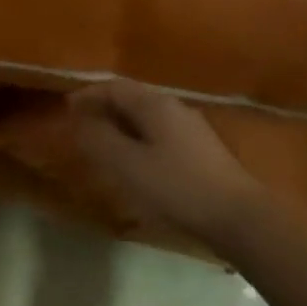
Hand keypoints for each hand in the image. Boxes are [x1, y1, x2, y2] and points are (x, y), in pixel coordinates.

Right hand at [66, 81, 261, 241]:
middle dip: (103, 109)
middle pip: (132, 99)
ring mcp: (191, 129)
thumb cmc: (177, 187)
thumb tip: (78, 119)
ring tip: (102, 145)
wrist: (238, 218)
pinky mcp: (201, 151)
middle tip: (81, 126)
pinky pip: (159, 134)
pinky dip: (138, 140)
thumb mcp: (128, 164)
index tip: (67, 109)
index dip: (88, 95)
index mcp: (155, 105)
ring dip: (121, 125)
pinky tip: (134, 162)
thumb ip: (99, 138)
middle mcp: (174, 108)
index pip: (114, 87)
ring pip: (146, 118)